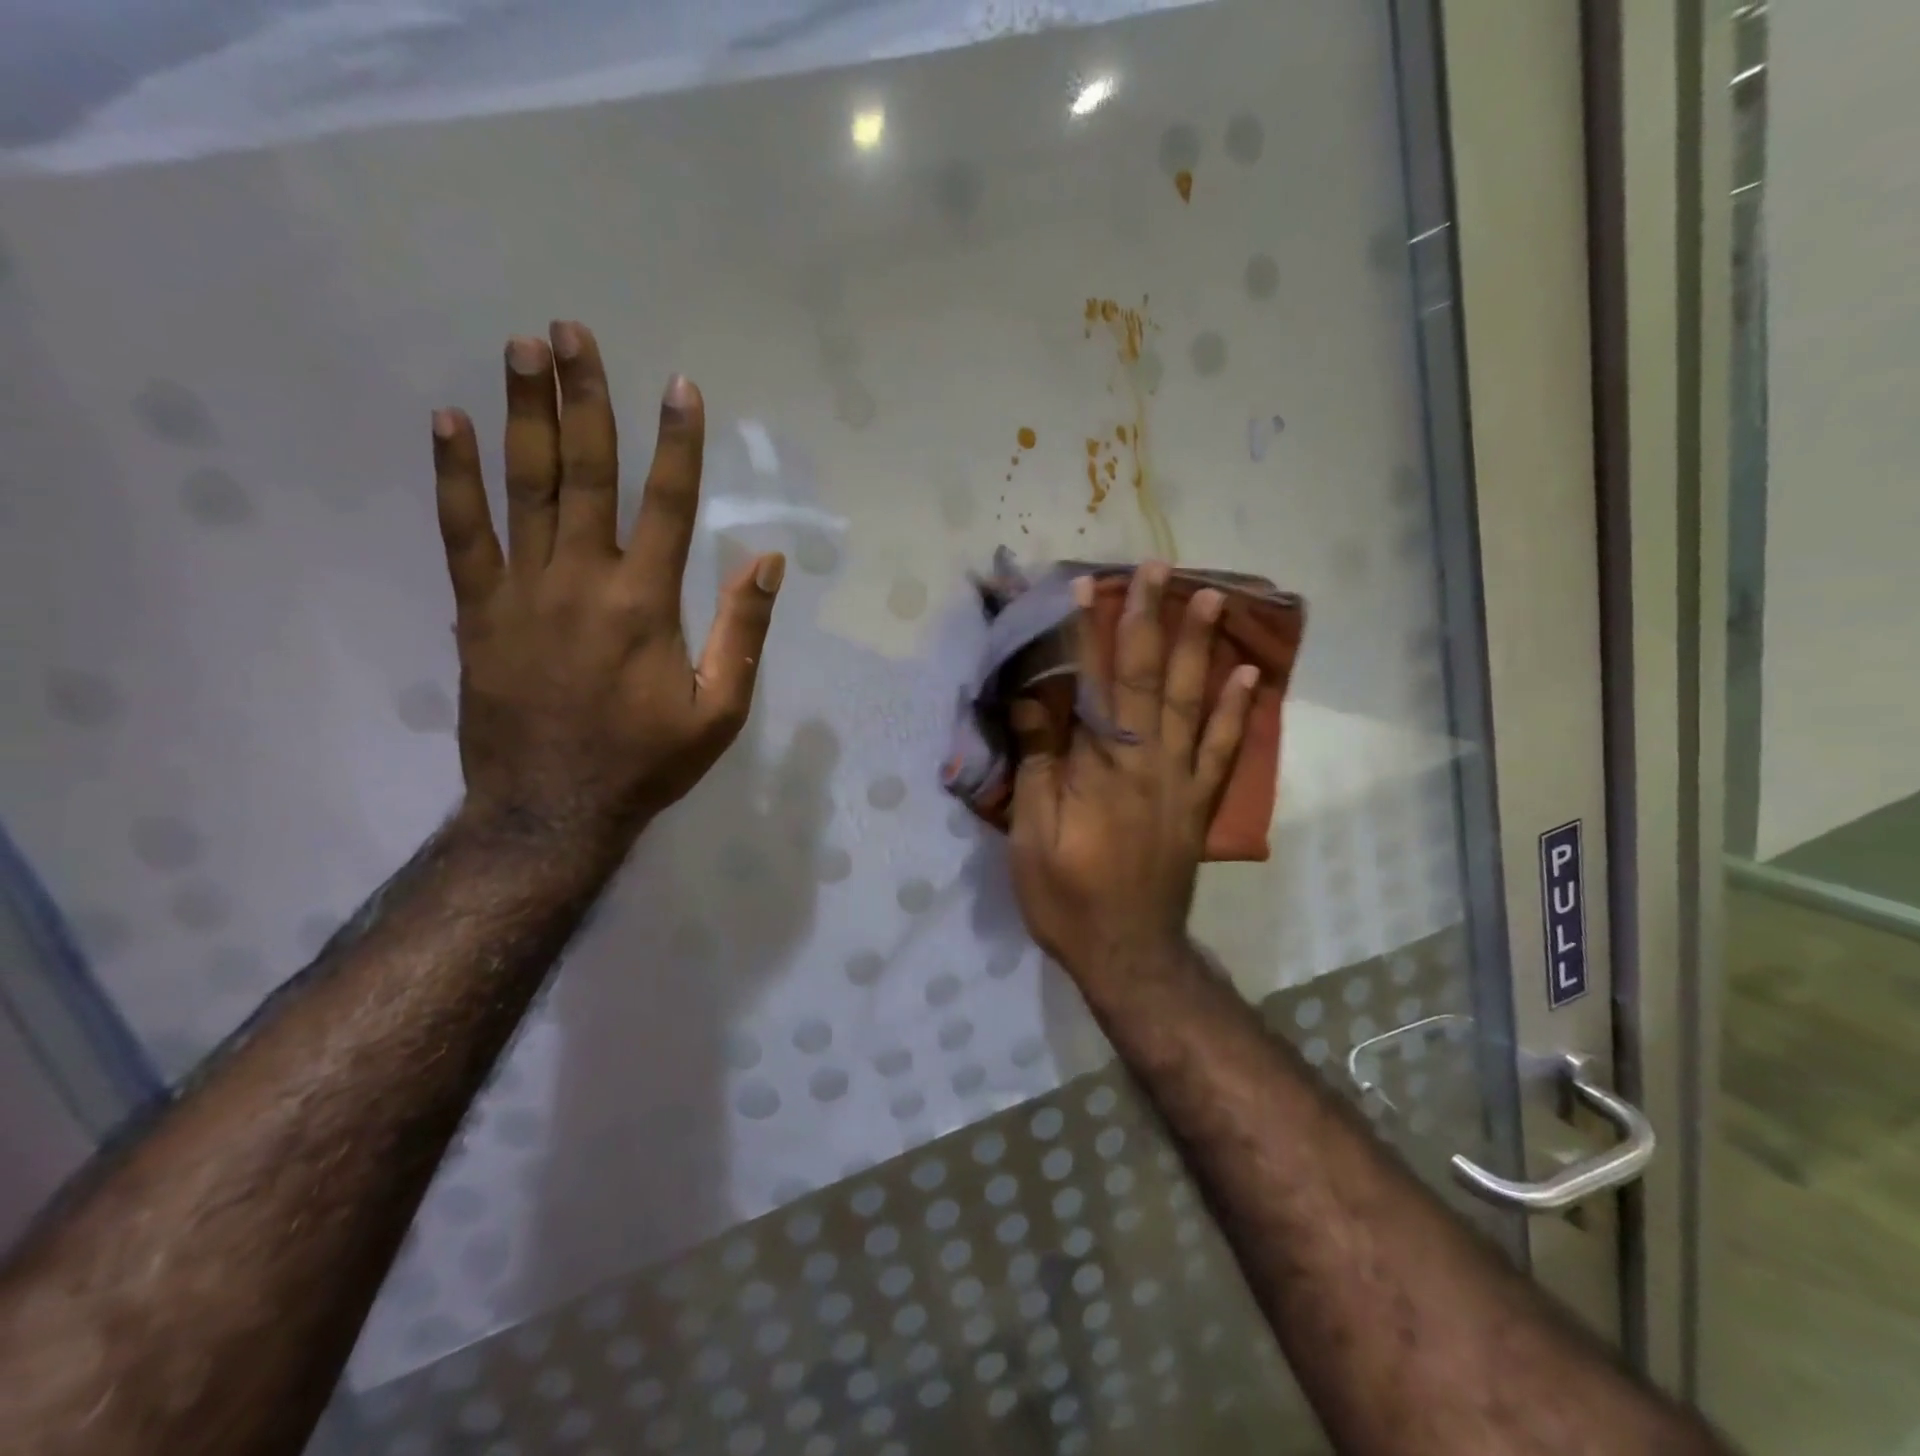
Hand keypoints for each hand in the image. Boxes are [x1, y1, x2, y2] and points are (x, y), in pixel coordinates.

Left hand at [430, 321, 783, 857]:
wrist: (551, 810)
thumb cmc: (647, 762)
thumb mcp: (721, 710)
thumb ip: (744, 632)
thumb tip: (768, 561)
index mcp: (647, 604)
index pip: (668, 504)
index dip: (677, 442)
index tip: (679, 386)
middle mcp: (584, 580)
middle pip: (586, 473)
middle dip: (584, 398)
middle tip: (572, 331)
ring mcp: (522, 591)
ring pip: (524, 487)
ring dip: (523, 414)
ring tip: (519, 349)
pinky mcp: (478, 610)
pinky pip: (463, 531)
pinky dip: (454, 476)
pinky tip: (449, 424)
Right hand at [1008, 561, 1256, 998]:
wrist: (1128, 953)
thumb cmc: (1066, 896)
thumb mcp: (1031, 834)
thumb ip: (1039, 763)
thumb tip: (1031, 699)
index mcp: (1098, 768)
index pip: (1090, 686)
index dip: (1085, 634)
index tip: (1084, 586)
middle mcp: (1146, 761)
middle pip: (1148, 678)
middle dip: (1149, 618)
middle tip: (1157, 567)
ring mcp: (1180, 780)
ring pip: (1193, 701)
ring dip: (1200, 646)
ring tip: (1210, 597)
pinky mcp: (1199, 802)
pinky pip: (1225, 749)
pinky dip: (1239, 710)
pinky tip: (1248, 673)